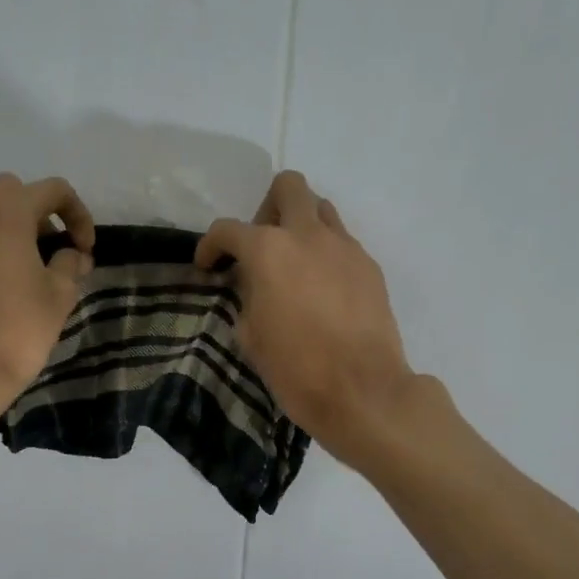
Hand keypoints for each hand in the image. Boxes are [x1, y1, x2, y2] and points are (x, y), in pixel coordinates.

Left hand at [0, 174, 95, 402]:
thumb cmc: (19, 329)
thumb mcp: (60, 295)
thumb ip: (70, 263)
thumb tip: (72, 255)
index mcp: (6, 213)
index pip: (52, 190)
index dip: (78, 214)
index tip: (84, 248)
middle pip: (10, 194)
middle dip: (37, 215)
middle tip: (51, 252)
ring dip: (6, 235)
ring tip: (21, 275)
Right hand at [195, 171, 415, 464]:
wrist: (362, 390)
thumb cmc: (296, 369)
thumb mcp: (251, 336)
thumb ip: (246, 298)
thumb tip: (253, 286)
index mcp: (268, 250)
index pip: (228, 230)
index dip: (210, 246)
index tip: (209, 267)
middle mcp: (308, 235)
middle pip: (288, 187)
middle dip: (267, 208)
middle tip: (261, 247)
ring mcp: (345, 247)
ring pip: (321, 209)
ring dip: (301, 225)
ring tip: (294, 265)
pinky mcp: (370, 267)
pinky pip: (342, 243)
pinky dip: (326, 254)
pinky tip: (323, 291)